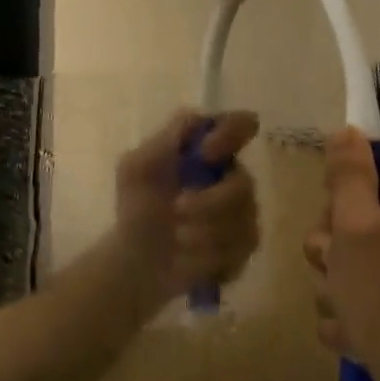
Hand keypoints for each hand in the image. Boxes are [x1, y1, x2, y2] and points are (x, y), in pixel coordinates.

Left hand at [114, 111, 260, 301]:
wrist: (135, 260)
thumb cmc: (137, 207)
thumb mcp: (137, 167)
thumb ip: (166, 139)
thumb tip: (198, 120)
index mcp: (210, 151)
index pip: (240, 125)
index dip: (231, 134)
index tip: (206, 153)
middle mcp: (232, 178)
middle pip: (243, 183)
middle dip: (209, 202)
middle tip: (177, 210)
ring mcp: (243, 214)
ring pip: (242, 219)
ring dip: (203, 231)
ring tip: (176, 239)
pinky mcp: (244, 247)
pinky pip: (239, 248)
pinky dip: (207, 254)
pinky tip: (186, 258)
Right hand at [305, 129, 379, 380]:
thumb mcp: (356, 226)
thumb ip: (349, 174)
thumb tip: (348, 130)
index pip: (377, 148)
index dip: (346, 163)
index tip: (330, 192)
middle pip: (352, 199)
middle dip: (331, 230)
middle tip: (337, 253)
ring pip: (343, 245)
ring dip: (331, 272)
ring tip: (344, 298)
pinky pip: (350, 284)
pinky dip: (344, 304)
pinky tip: (351, 326)